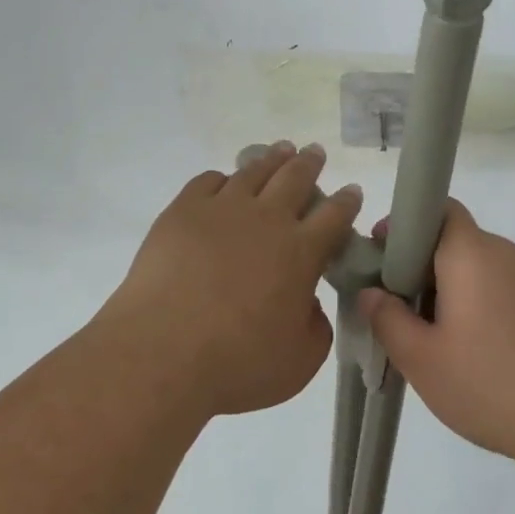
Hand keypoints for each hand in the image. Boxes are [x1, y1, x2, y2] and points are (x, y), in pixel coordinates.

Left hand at [111, 142, 360, 418]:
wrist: (162, 352)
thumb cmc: (237, 363)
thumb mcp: (300, 362)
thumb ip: (315, 328)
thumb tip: (310, 305)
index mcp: (301, 251)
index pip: (335, 215)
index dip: (347, 201)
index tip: (353, 191)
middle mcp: (267, 219)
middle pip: (296, 178)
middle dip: (310, 163)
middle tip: (315, 152)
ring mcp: (223, 209)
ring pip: (255, 171)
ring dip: (272, 159)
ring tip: (281, 150)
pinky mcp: (183, 211)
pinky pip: (208, 181)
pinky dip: (223, 178)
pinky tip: (224, 182)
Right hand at [359, 201, 514, 483]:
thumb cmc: (493, 383)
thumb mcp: (422, 359)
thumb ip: (387, 319)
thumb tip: (370, 293)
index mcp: (471, 252)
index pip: (436, 208)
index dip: (403, 225)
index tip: (379, 259)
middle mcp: (504, 254)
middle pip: (452, 240)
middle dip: (417, 266)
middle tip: (395, 308)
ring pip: (474, 268)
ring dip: (445, 289)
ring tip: (429, 338)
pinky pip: (498, 289)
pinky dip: (474, 305)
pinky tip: (470, 352)